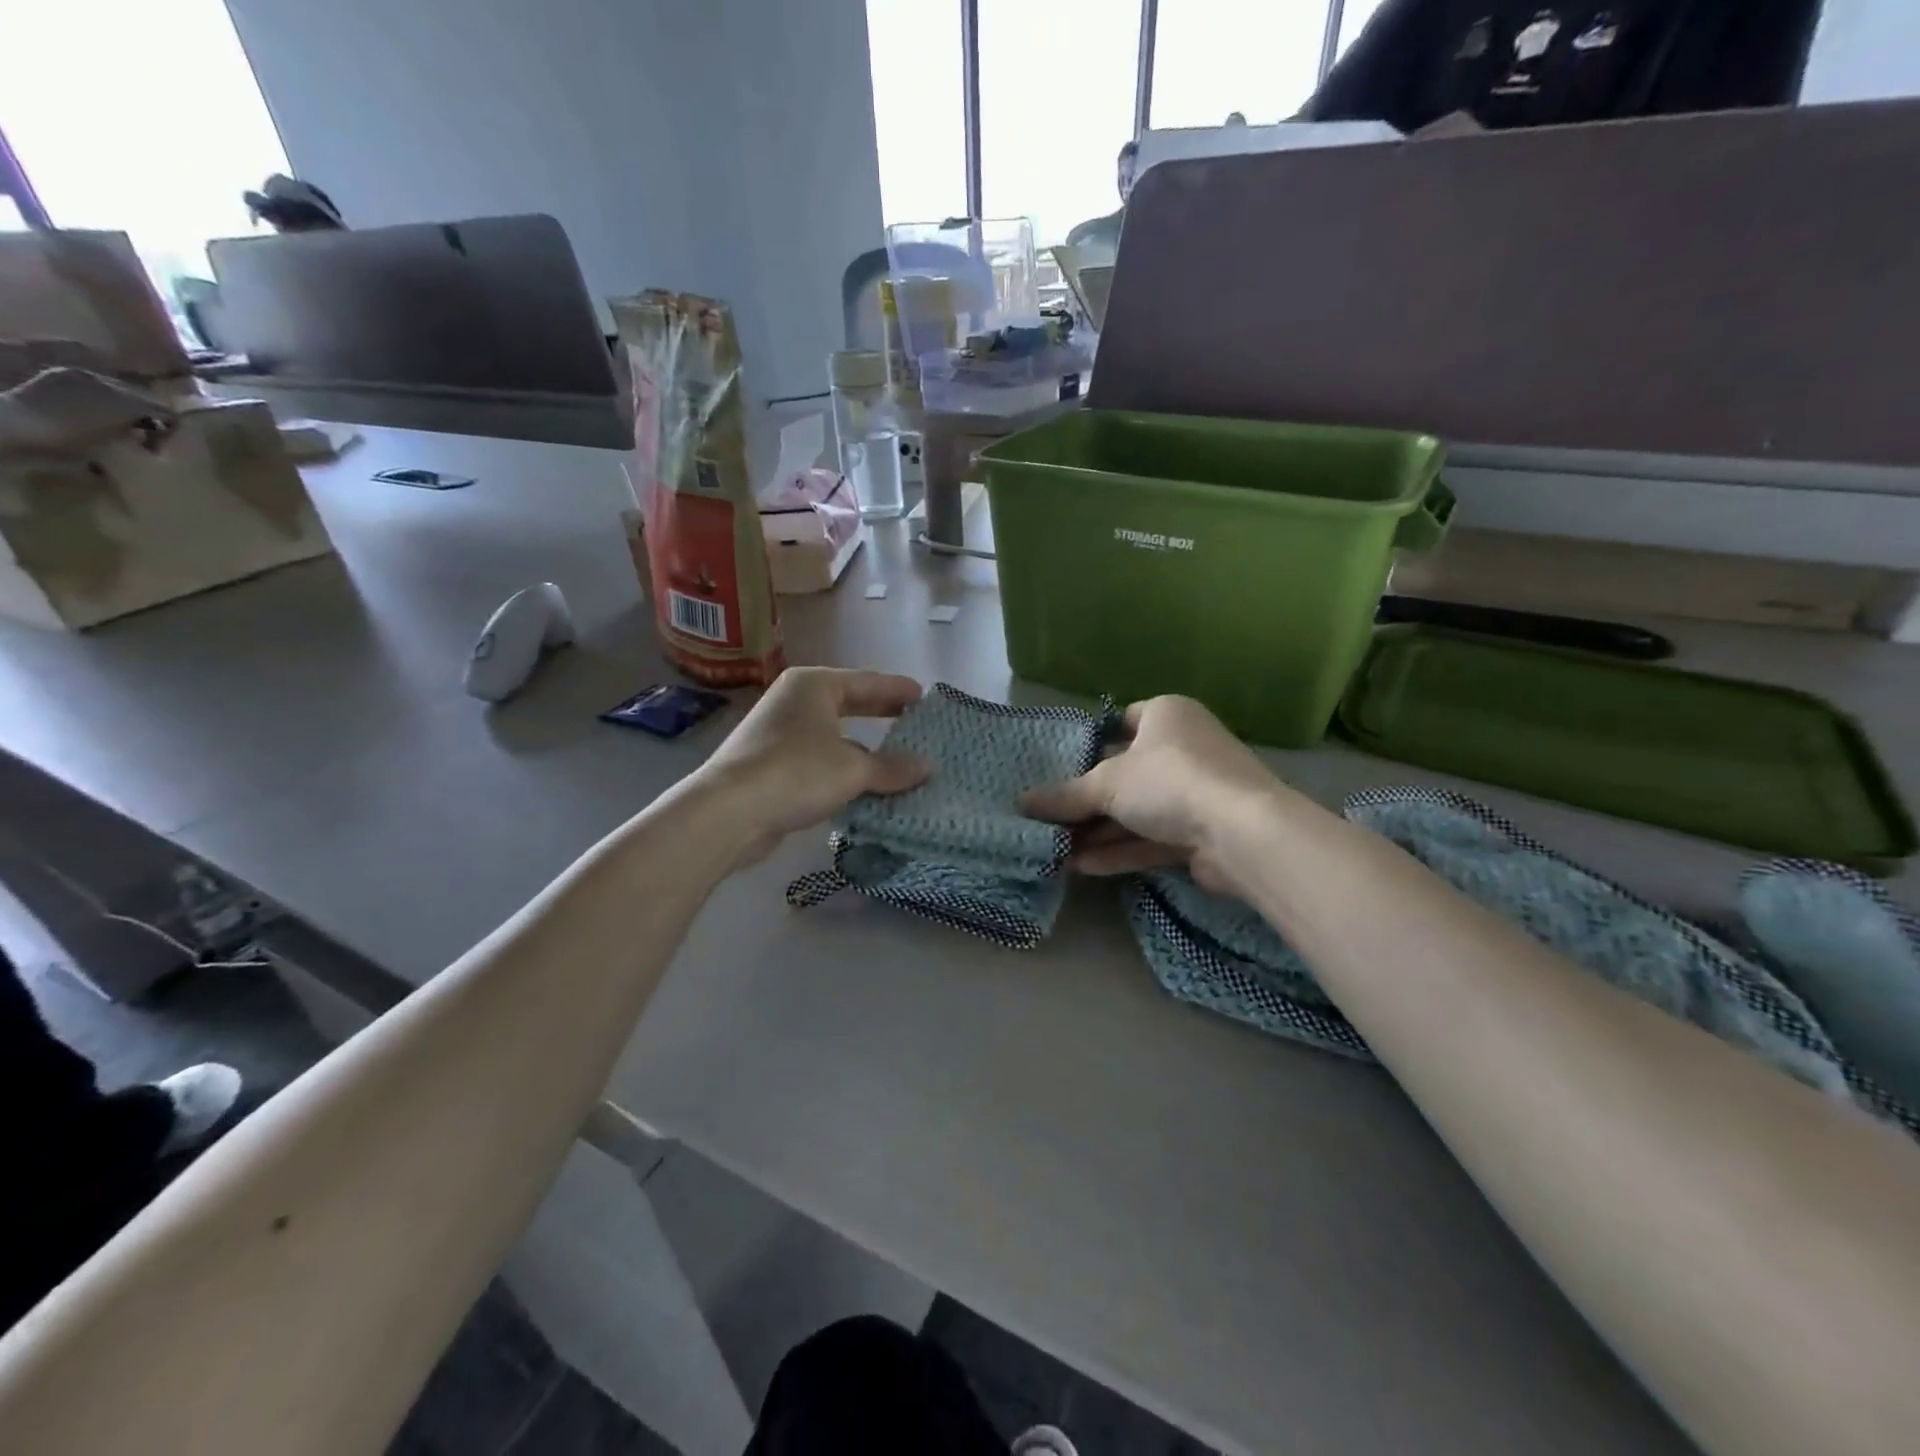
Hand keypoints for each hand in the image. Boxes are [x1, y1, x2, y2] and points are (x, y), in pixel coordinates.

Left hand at [693, 667, 929, 867]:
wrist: (728, 812)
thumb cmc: (796, 772)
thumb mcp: (853, 769)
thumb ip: (893, 767)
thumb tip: (928, 767)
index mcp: (814, 685)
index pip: (867, 681)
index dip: (897, 689)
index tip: (924, 697)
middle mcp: (794, 701)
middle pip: (848, 703)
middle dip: (880, 713)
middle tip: (913, 720)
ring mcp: (779, 733)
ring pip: (833, 734)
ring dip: (863, 748)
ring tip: (896, 758)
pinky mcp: (770, 765)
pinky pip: (819, 760)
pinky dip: (842, 769)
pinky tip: (862, 785)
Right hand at [1020, 695, 1282, 897]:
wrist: (1242, 833)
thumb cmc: (1169, 781)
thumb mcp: (1106, 784)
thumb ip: (1065, 796)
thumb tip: (1022, 803)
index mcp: (1167, 715)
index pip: (1124, 720)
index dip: (1093, 743)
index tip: (1061, 767)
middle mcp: (1185, 747)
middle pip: (1127, 773)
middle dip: (1088, 800)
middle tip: (1049, 817)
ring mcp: (1197, 792)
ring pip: (1138, 810)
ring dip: (1100, 831)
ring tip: (1057, 849)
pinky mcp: (1202, 833)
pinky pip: (1152, 837)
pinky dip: (1121, 850)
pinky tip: (1083, 867)